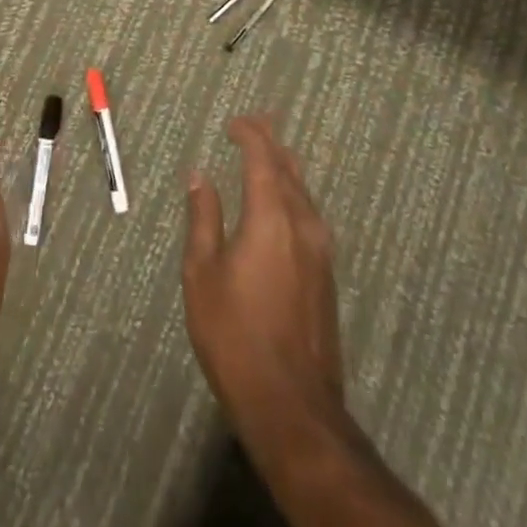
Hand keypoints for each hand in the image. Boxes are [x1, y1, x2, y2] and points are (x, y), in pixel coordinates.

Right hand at [182, 115, 343, 426]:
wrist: (293, 406)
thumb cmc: (235, 335)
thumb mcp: (202, 274)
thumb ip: (203, 218)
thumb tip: (200, 176)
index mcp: (271, 216)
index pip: (263, 157)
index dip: (249, 133)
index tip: (232, 122)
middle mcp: (303, 224)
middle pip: (290, 168)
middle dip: (271, 140)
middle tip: (256, 120)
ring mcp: (321, 251)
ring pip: (304, 191)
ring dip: (285, 166)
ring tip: (269, 151)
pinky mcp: (326, 275)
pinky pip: (309, 214)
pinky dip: (292, 193)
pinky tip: (282, 201)